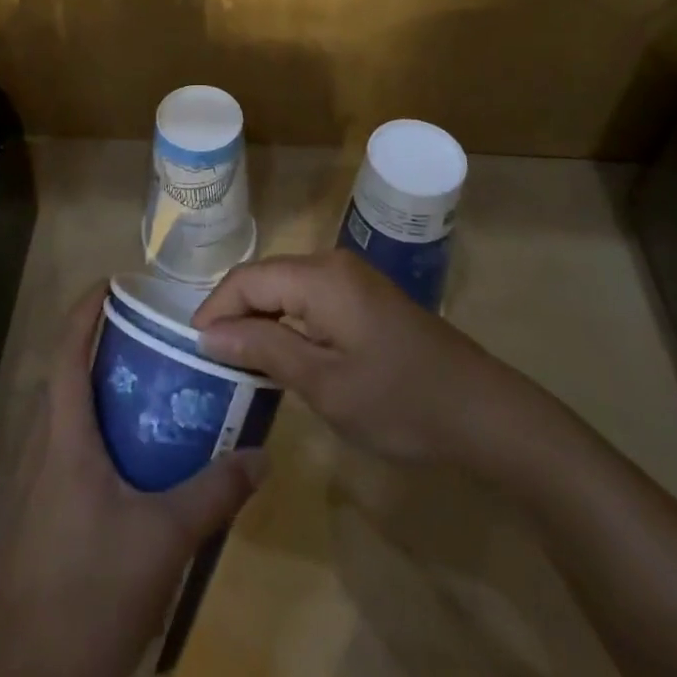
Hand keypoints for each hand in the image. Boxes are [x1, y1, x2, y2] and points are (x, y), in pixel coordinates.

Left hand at [0, 288, 266, 676]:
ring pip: (58, 421)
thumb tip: (261, 455)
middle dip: (95, 350)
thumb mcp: (165, 541)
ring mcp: (28, 491)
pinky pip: (57, 456)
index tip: (109, 283)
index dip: (83, 312)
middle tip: (143, 338)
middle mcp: (38, 454)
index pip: (66, 354)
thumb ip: (214, 493)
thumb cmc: (93, 595)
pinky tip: (123, 466)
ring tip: (141, 393)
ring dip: (91, 395)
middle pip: (61, 381)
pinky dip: (86, 437)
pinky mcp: (29, 523)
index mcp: (63, 441)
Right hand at [194, 251, 563, 476]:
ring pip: (287, 288)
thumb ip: (264, 348)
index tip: (192, 349)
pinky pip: (310, 298)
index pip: (247, 279)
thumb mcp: (324, 383)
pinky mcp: (366, 297)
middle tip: (210, 358)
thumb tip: (208, 333)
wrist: (484, 413)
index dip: (214, 309)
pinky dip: (288, 322)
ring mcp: (353, 278)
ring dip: (260, 318)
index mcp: (320, 276)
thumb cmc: (400, 401)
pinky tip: (282, 353)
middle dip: (234, 313)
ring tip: (237, 358)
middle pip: (265, 278)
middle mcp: (332, 263)